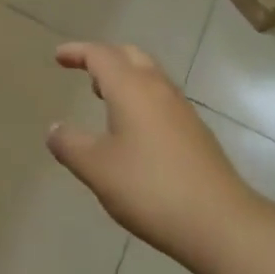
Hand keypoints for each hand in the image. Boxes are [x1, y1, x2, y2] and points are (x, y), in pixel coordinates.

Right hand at [46, 43, 255, 265]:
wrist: (220, 222)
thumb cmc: (150, 188)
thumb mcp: (98, 169)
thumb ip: (70, 145)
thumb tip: (54, 129)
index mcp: (130, 87)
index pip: (99, 54)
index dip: (77, 52)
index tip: (59, 57)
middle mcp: (157, 87)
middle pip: (128, 55)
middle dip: (104, 58)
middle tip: (85, 71)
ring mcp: (181, 108)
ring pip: (148, 74)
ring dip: (125, 76)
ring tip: (105, 97)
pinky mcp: (195, 130)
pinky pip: (161, 96)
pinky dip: (141, 96)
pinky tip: (135, 128)